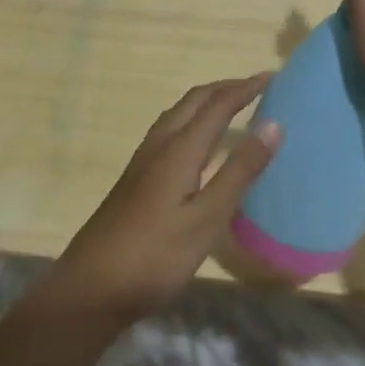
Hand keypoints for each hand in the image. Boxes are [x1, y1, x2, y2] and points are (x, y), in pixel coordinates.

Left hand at [50, 75, 280, 327]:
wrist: (90, 288)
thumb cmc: (155, 256)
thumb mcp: (206, 218)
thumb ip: (239, 171)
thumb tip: (273, 124)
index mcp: (179, 149)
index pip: (217, 105)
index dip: (245, 88)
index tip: (272, 77)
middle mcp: (159, 145)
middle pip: (194, 101)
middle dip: (225, 88)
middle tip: (256, 87)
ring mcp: (143, 161)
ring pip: (178, 113)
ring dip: (207, 102)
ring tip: (232, 106)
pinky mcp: (136, 177)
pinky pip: (171, 130)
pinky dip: (193, 120)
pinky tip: (198, 144)